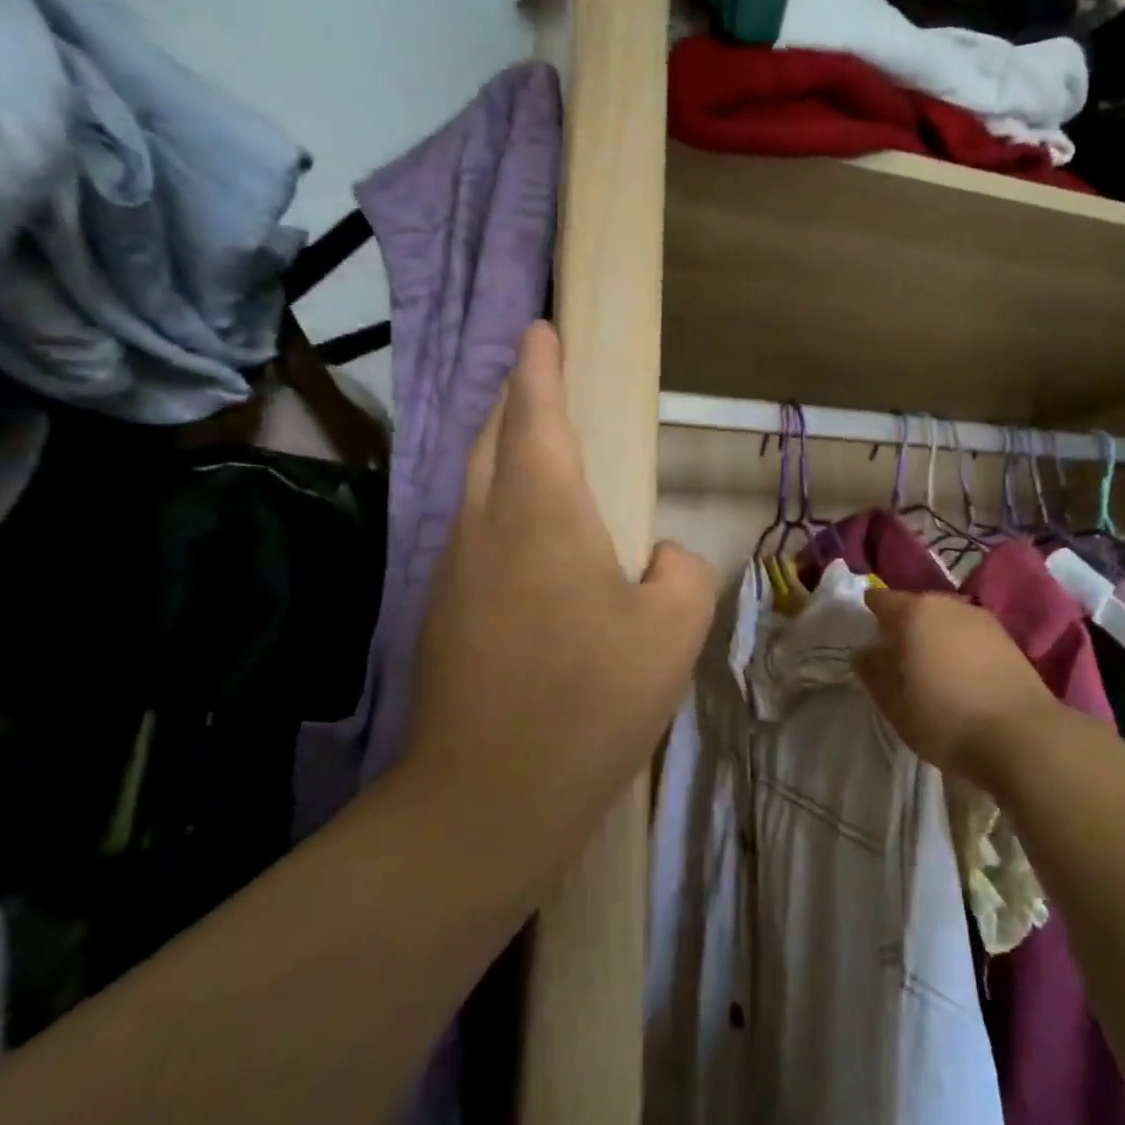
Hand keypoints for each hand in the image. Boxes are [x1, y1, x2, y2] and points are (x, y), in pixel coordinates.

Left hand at [401, 322, 715, 867]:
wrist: (489, 797)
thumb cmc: (590, 699)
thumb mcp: (673, 628)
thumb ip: (681, 570)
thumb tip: (658, 558)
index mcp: (542, 512)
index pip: (537, 413)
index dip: (539, 366)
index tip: (540, 327)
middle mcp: (487, 525)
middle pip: (493, 439)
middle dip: (516, 400)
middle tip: (541, 381)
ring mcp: (454, 570)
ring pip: (476, 485)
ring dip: (504, 454)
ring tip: (539, 452)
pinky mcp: (444, 613)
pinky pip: (474, 533)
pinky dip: (499, 507)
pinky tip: (529, 540)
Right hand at [854, 589, 1060, 785]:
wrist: (1022, 736)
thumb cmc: (943, 715)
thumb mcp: (892, 700)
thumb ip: (871, 669)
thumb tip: (866, 650)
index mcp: (913, 610)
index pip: (879, 599)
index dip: (867, 617)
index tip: (865, 642)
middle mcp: (947, 603)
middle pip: (914, 608)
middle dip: (902, 628)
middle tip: (895, 662)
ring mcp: (981, 619)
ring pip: (944, 622)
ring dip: (933, 639)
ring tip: (930, 673)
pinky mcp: (1008, 640)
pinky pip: (969, 637)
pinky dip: (959, 650)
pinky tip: (961, 679)